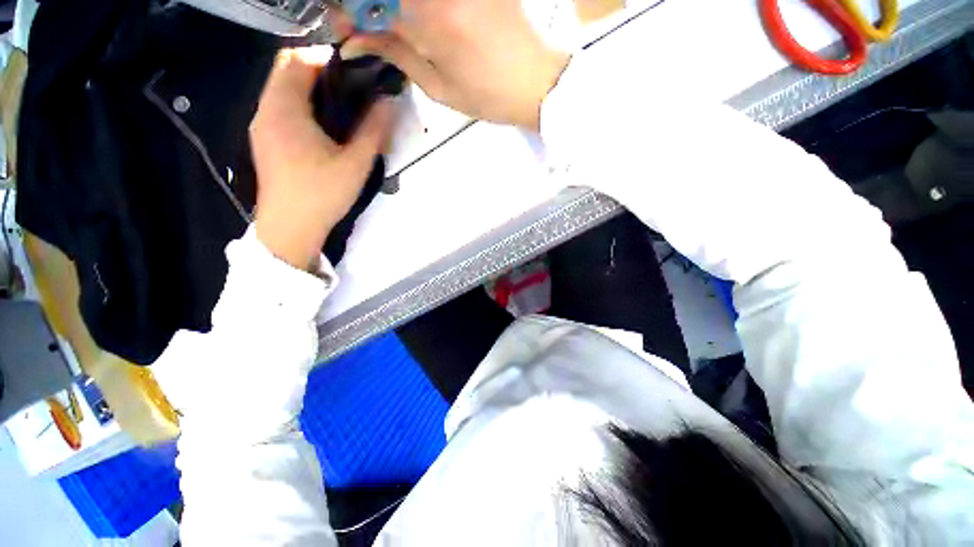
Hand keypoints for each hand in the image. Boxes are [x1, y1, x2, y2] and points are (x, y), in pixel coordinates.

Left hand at [250, 45, 395, 269]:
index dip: (327, 59)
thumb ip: (374, 131)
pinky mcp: (265, 141)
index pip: (298, 59)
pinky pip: (281, 108)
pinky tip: (324, 130)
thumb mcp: (356, 164)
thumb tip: (389, 102)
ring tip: (343, 112)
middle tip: (352, 93)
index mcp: (285, 109)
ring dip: (311, 90)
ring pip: (283, 89)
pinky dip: (302, 106)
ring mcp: (262, 125)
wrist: (290, 228)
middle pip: (287, 70)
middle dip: (320, 73)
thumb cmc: (322, 194)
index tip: (355, 77)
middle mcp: (266, 109)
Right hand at [339, 0, 569, 130]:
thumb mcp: (438, 87)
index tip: (342, 25)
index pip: (372, 2)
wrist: (535, 81)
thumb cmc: (487, 95)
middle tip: (363, 23)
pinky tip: (410, 16)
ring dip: (389, 6)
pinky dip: (412, 6)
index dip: (348, 10)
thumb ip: (396, 55)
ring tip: (386, 21)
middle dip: (365, 7)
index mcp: (430, 17)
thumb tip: (354, 39)